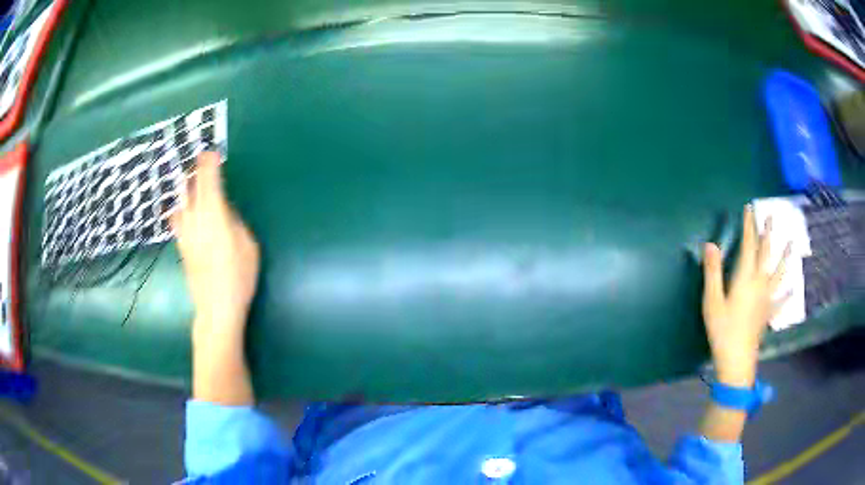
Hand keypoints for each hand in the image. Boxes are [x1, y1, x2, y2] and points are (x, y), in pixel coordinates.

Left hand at [171, 152, 259, 335]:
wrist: (215, 308)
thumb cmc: (238, 277)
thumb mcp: (248, 245)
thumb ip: (234, 221)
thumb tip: (223, 209)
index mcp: (214, 216)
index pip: (208, 182)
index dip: (208, 165)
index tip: (210, 152)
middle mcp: (195, 219)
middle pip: (191, 188)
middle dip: (195, 172)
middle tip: (200, 162)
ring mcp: (185, 233)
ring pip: (180, 202)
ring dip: (185, 188)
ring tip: (190, 181)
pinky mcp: (180, 246)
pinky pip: (175, 219)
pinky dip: (178, 207)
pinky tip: (180, 208)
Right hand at [701, 205, 789, 386]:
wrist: (737, 360)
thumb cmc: (722, 330)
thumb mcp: (712, 301)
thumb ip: (713, 272)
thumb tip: (711, 244)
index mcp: (746, 278)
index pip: (749, 245)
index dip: (749, 226)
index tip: (749, 208)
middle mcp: (760, 283)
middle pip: (766, 254)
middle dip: (767, 234)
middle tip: (771, 217)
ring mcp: (767, 299)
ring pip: (779, 273)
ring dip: (785, 257)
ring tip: (792, 244)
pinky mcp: (768, 314)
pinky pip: (781, 302)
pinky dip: (787, 295)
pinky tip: (793, 291)